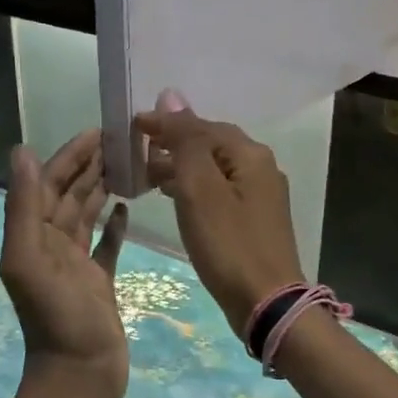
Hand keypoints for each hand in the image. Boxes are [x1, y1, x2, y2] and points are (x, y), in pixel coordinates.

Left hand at [0, 129, 129, 397]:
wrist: (79, 377)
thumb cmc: (57, 319)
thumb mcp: (30, 260)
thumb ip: (24, 207)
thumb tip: (23, 151)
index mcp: (33, 237)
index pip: (51, 184)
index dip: (70, 155)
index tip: (98, 131)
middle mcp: (52, 245)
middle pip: (70, 194)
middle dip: (91, 165)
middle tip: (122, 140)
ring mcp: (76, 265)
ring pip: (88, 215)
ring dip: (103, 189)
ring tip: (128, 165)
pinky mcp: (99, 282)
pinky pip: (106, 246)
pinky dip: (114, 226)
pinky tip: (126, 208)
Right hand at [135, 94, 304, 335]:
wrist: (266, 302)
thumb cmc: (229, 244)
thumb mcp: (200, 188)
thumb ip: (185, 141)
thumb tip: (170, 95)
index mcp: (250, 154)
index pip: (201, 125)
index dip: (165, 124)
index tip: (130, 127)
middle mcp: (260, 167)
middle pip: (210, 144)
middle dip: (173, 144)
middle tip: (135, 152)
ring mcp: (261, 194)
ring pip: (214, 168)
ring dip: (181, 167)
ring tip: (147, 175)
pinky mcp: (255, 219)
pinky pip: (219, 190)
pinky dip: (194, 188)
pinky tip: (175, 198)